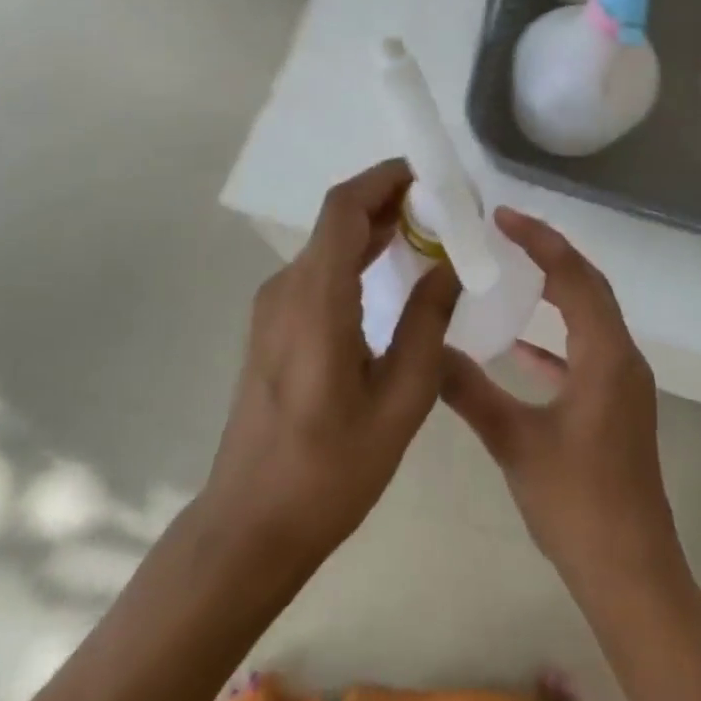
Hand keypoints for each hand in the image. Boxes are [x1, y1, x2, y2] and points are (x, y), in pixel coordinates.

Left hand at [201, 158, 459, 573]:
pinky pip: (318, 271)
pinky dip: (355, 256)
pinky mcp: (272, 327)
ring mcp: (273, 307)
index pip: (344, 208)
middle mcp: (287, 289)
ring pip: (327, 244)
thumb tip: (450, 266)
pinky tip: (390, 271)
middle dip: (388, 199)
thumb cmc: (330, 470)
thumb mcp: (400, 400)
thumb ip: (427, 323)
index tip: (431, 175)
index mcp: (316, 299)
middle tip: (444, 204)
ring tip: (427, 229)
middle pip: (336, 219)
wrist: (250, 526)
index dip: (385, 179)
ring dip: (373, 227)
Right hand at [439, 209, 680, 592]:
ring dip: (556, 290)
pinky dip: (556, 337)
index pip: (574, 276)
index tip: (501, 216)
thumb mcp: (515, 443)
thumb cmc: (577, 504)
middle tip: (504, 233)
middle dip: (549, 254)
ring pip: (590, 316)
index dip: (539, 240)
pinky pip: (587, 350)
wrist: (631, 574)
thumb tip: (428, 351)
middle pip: (588, 286)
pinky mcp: (617, 405)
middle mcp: (622, 357)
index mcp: (605, 355)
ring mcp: (624, 383)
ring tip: (511, 272)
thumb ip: (470, 391)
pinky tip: (519, 347)